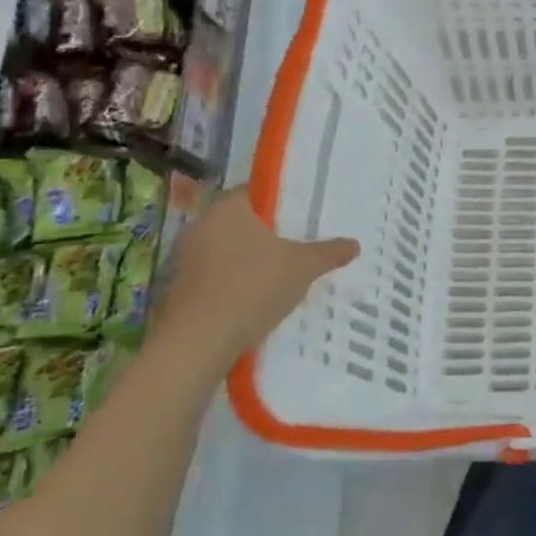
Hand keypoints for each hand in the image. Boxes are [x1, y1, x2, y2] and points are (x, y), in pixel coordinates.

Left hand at [154, 188, 358, 361]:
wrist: (198, 343)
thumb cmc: (253, 287)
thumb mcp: (304, 267)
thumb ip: (329, 252)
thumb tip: (354, 244)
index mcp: (227, 209)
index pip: (255, 192)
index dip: (281, 203)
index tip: (303, 216)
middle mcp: (200, 227)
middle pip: (243, 223)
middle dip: (269, 234)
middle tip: (300, 245)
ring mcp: (186, 260)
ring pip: (229, 251)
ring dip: (253, 261)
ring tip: (285, 275)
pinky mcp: (180, 290)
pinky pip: (218, 277)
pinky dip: (238, 283)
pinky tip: (260, 299)